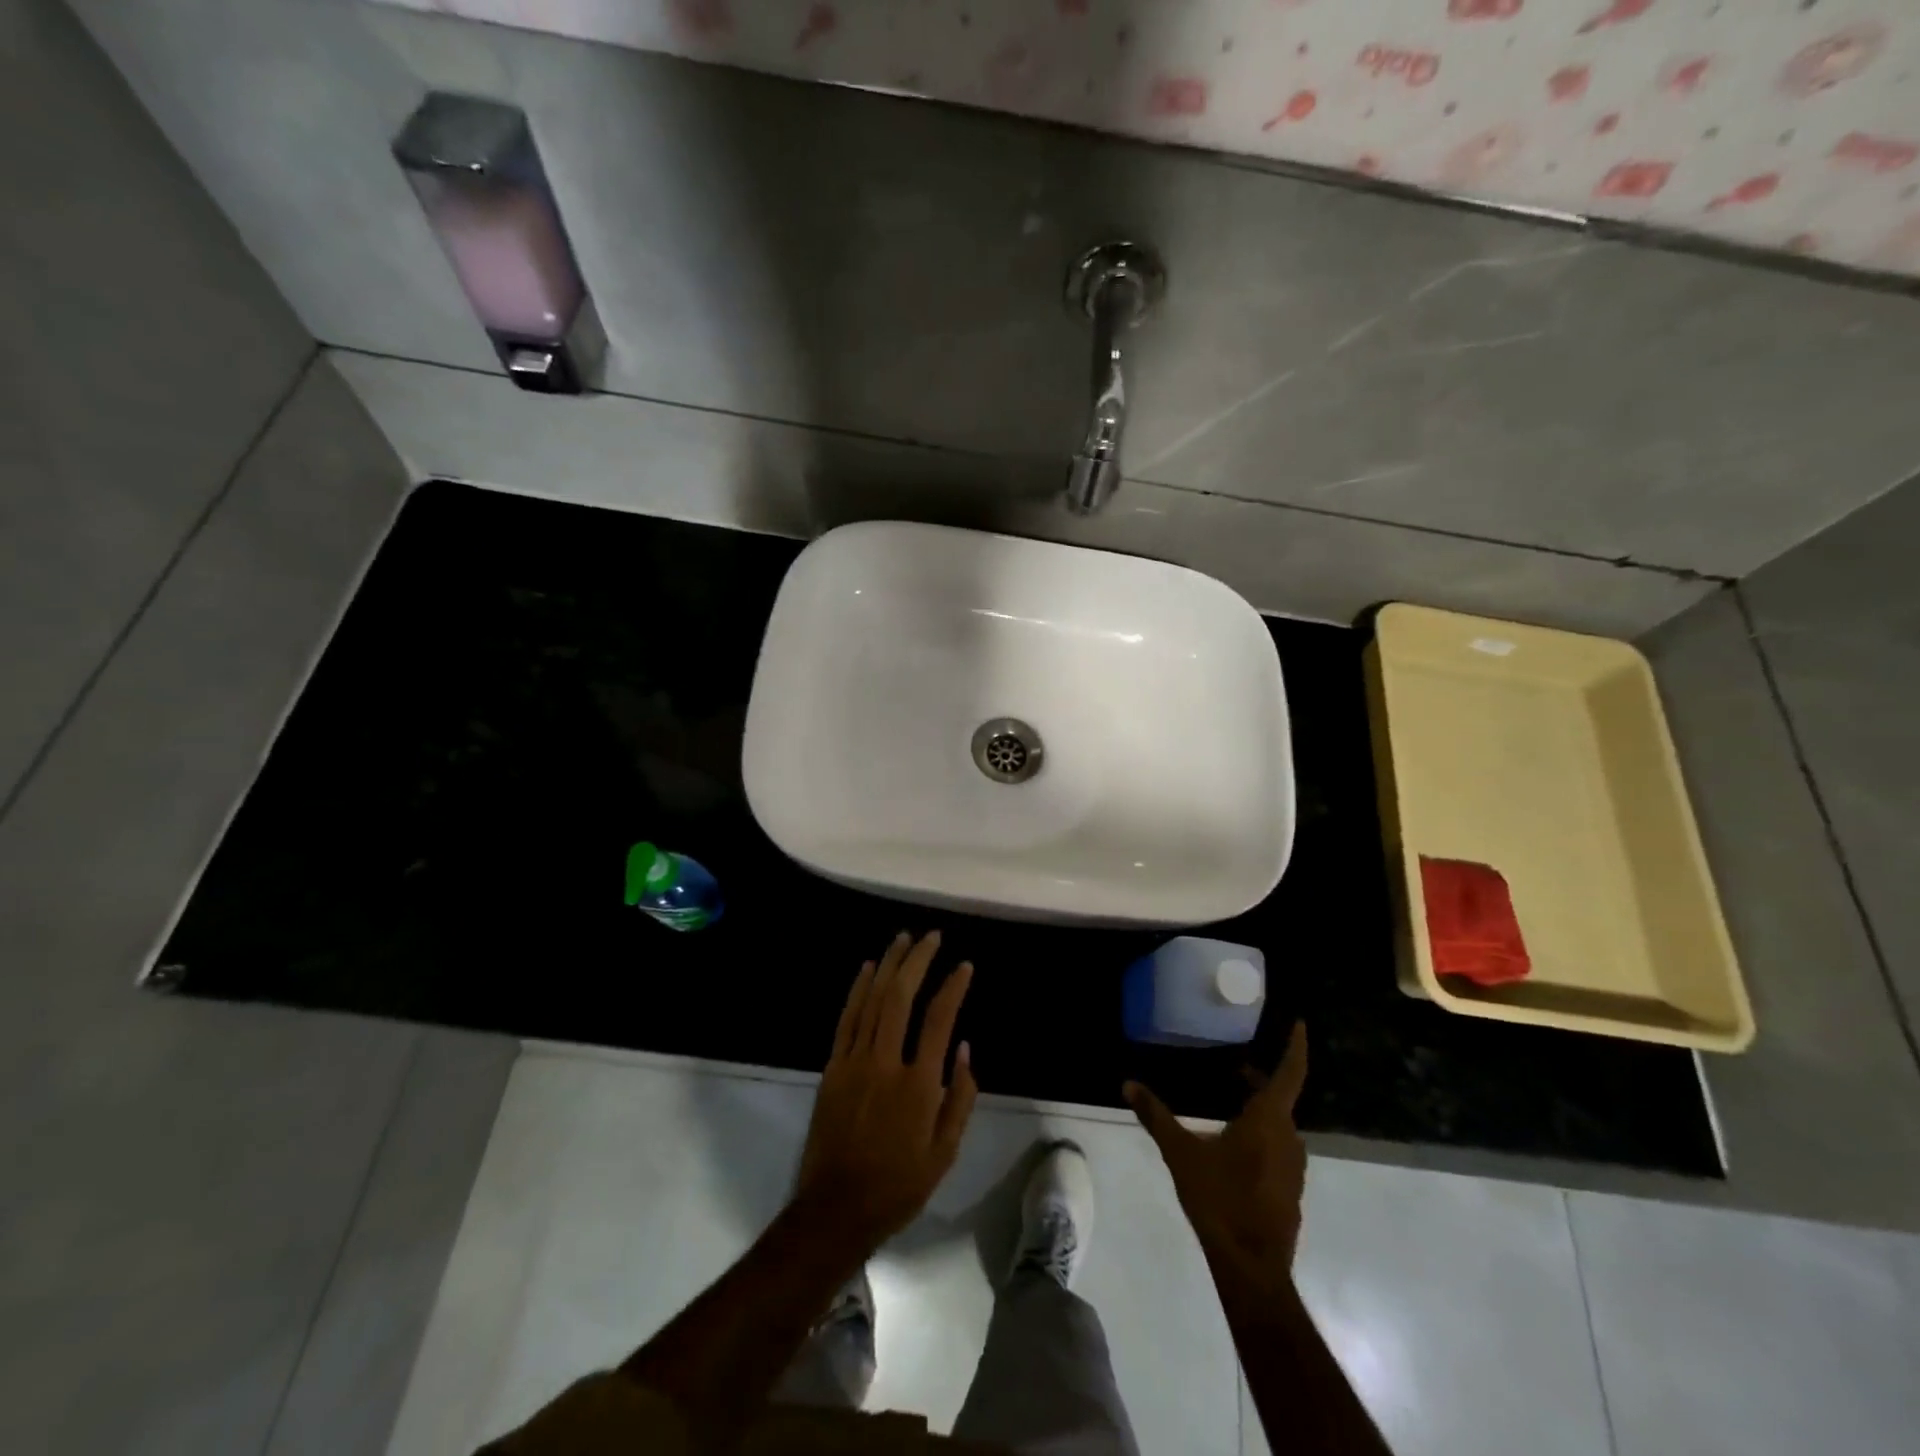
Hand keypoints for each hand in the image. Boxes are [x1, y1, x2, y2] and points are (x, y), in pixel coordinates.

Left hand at [794, 931, 977, 1251]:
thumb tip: (964, 1048)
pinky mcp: (833, 1066)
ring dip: (889, 965)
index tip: (964, 966)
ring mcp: (854, 1061)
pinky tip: (869, 968)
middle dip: (918, 960)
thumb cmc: (899, 1183)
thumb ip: (960, 1097)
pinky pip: (847, 1018)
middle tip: (931, 937)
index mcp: (919, 1085)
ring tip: (903, 939)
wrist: (836, 1208)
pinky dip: (858, 989)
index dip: (953, 987)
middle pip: (901, 996)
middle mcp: (885, 1063)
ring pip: (872, 999)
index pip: (939, 1019)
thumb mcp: (945, 1152)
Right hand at [1126, 1022, 1309, 1280]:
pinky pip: (1278, 1147)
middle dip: (1258, 1080)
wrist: (1251, 1268)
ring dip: (1259, 1108)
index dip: (1296, 1046)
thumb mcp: (1181, 1153)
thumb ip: (1155, 1116)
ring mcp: (1293, 1167)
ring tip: (1230, 1100)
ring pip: (1278, 1124)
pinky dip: (1261, 1134)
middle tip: (1232, 1067)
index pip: (1289, 1073)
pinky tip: (1235, 1144)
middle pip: (1279, 1097)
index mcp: (1269, 1120)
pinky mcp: (1289, 1189)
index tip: (1298, 1023)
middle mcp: (1289, 1138)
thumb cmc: (1219, 1200)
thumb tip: (1127, 1083)